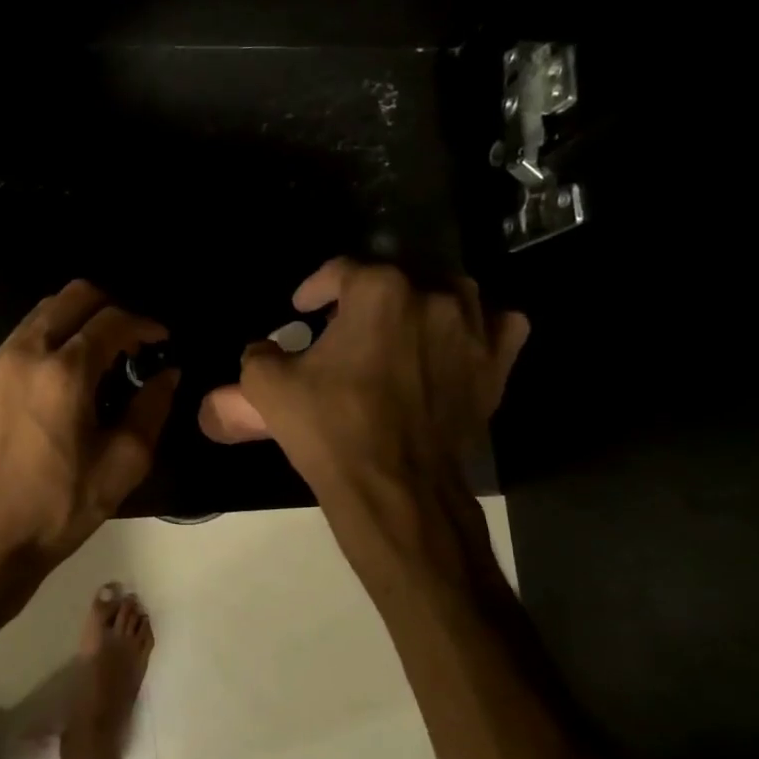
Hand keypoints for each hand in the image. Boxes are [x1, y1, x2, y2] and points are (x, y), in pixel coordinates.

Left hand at [0, 280, 177, 564]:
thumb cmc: (62, 505)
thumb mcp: (123, 463)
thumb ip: (151, 408)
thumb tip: (168, 374)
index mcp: (65, 372)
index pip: (112, 320)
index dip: (144, 324)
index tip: (161, 341)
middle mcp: (26, 353)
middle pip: (73, 296)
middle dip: (110, 307)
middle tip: (131, 340)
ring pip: (43, 312)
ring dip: (78, 321)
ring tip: (100, 356)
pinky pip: (21, 338)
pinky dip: (50, 339)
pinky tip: (63, 376)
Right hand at [197, 259, 527, 509]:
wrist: (394, 488)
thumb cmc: (330, 429)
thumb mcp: (268, 387)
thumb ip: (259, 354)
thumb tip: (264, 349)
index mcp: (378, 291)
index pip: (340, 271)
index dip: (315, 288)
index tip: (301, 309)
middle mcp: (432, 297)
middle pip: (396, 279)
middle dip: (365, 299)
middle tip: (342, 329)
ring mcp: (472, 331)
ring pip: (451, 294)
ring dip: (422, 305)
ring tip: (399, 331)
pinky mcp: (495, 367)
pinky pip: (499, 328)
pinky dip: (479, 328)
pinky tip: (457, 343)